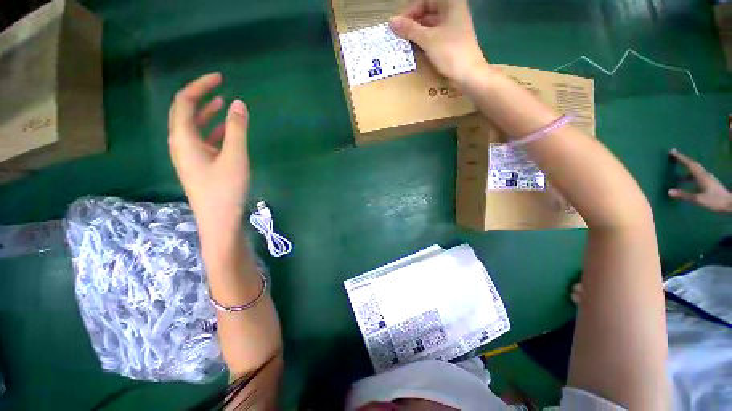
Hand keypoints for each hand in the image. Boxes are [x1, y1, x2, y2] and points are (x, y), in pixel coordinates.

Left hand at [167, 73, 250, 236]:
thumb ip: (237, 129)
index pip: (185, 102)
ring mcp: (189, 157)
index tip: (220, 78)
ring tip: (223, 104)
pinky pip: (202, 141)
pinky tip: (226, 131)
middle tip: (219, 88)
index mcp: (184, 139)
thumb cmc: (226, 189)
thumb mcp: (235, 157)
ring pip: (194, 128)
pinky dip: (213, 131)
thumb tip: (239, 104)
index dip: (200, 86)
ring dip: (206, 114)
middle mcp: (181, 145)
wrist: (219, 220)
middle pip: (184, 113)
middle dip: (200, 97)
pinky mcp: (199, 166)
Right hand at [389, 0, 487, 85]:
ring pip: (431, 24)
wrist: (469, 74)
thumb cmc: (450, 53)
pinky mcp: (452, 40)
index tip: (399, 26)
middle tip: (400, 35)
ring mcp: (453, 26)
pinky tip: (416, 48)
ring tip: (405, 43)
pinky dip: (424, 40)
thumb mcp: (428, 40)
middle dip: (413, 22)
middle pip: (428, 11)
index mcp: (450, 4)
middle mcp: (453, 11)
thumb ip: (409, 29)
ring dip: (417, 32)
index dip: (411, 11)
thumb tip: (391, 22)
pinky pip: (435, 35)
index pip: (425, 0)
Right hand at [668, 148, 731, 212]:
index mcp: (701, 176)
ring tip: (678, 172)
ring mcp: (707, 178)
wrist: (729, 203)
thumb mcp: (699, 199)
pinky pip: (697, 176)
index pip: (690, 164)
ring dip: (686, 168)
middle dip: (683, 160)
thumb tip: (669, 191)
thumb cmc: (714, 200)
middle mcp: (704, 174)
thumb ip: (685, 195)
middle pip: (693, 165)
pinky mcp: (708, 182)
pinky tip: (687, 181)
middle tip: (674, 156)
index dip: (681, 157)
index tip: (672, 151)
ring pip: (695, 170)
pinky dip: (690, 176)